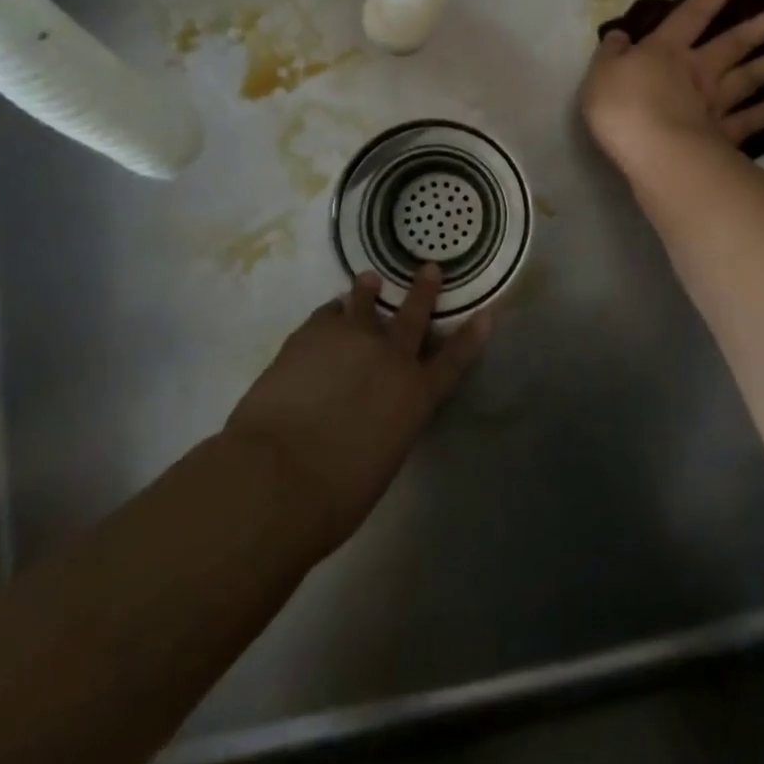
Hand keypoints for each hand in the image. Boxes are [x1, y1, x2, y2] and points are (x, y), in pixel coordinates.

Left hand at [223, 265, 489, 559]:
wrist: (278, 476)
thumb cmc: (335, 495)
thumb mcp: (381, 461)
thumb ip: (386, 426)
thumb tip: (373, 417)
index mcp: (416, 396)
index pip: (453, 361)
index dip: (471, 338)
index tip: (485, 316)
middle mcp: (391, 358)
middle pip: (413, 316)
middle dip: (424, 291)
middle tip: (430, 268)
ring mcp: (352, 340)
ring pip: (364, 303)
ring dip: (368, 291)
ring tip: (369, 279)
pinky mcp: (312, 335)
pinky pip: (326, 315)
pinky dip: (331, 313)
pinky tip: (328, 313)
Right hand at [580, 0, 763, 180]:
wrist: (654, 151)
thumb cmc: (622, 108)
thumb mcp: (601, 73)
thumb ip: (612, 52)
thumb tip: (620, 35)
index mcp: (667, 51)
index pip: (693, 13)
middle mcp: (699, 70)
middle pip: (737, 42)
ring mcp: (717, 102)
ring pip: (753, 75)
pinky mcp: (726, 134)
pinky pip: (754, 117)